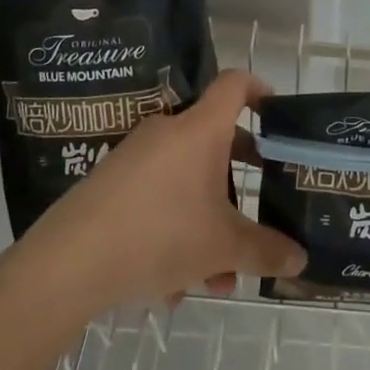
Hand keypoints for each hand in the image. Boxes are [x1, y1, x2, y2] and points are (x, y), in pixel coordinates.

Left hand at [18, 71, 305, 312]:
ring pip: (186, 181)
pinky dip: (173, 231)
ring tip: (214, 278)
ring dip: (207, 221)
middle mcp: (168, 131)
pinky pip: (157, 197)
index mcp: (200, 129)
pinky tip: (171, 285)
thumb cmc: (160, 234)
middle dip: (239, 180)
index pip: (235, 84)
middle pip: (215, 141)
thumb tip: (300, 257)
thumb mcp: (222, 247)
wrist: (69, 260)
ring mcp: (136, 156)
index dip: (260, 90)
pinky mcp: (111, 182)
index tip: (278, 114)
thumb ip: (265, 250)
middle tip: (256, 210)